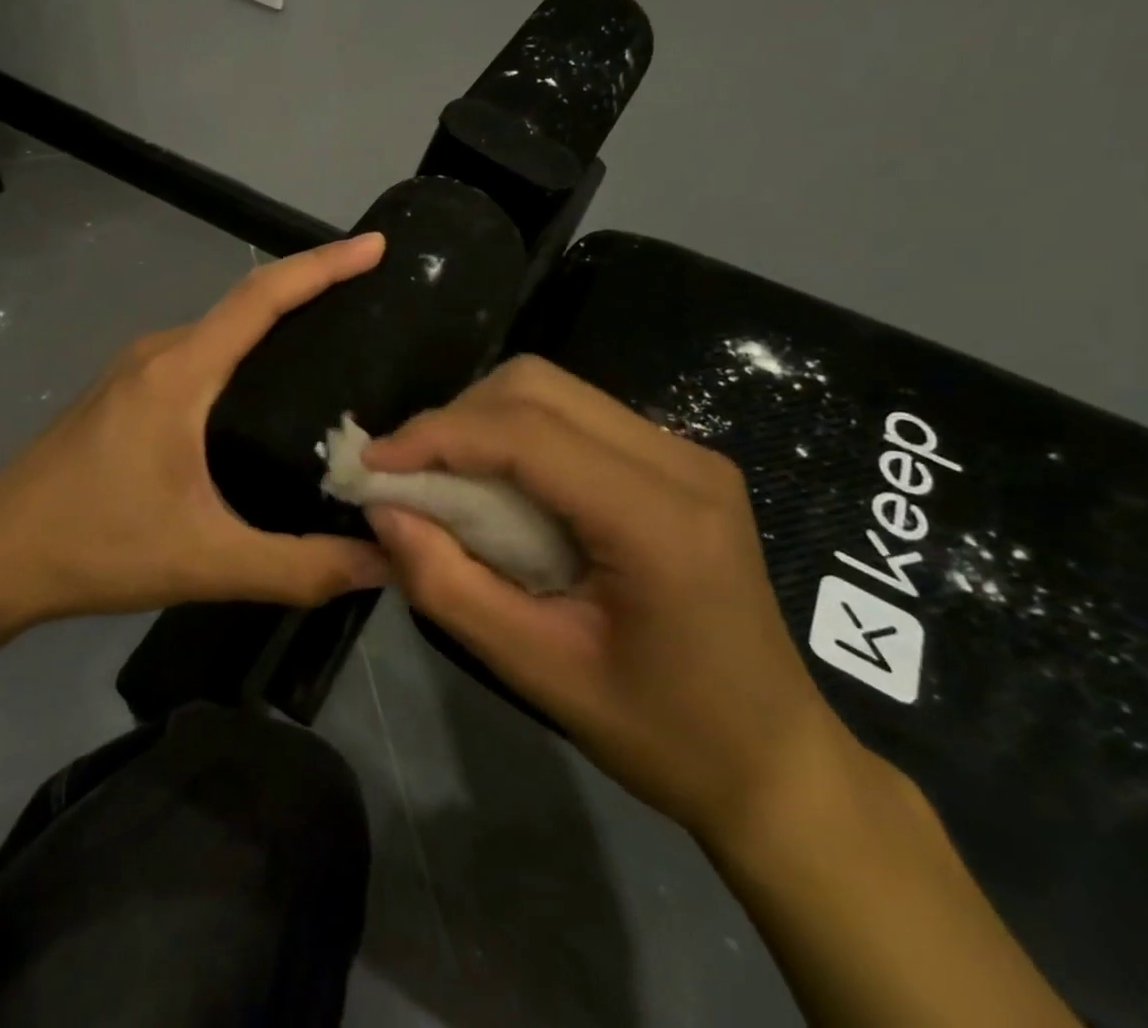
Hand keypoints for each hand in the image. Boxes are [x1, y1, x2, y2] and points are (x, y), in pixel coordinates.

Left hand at [0, 234, 391, 648]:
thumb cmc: (92, 547)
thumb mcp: (206, 562)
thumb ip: (299, 567)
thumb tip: (385, 563)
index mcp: (180, 372)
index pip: (262, 297)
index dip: (323, 265)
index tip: (375, 247)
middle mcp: (159, 353)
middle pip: (245, 305)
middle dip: (311, 293)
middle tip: (375, 309)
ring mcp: (136, 371)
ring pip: (220, 333)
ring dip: (275, 329)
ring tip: (338, 353)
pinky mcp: (125, 394)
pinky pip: (199, 358)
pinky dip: (243, 358)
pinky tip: (269, 399)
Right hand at [363, 356, 853, 846]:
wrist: (776, 760)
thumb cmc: (663, 733)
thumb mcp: (538, 672)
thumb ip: (448, 585)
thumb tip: (381, 510)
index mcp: (659, 520)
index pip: (526, 432)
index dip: (437, 435)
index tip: (371, 462)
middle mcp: (681, 462)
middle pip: (537, 387)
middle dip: (456, 418)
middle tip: (406, 473)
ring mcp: (686, 453)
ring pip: (553, 390)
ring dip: (482, 421)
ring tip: (441, 477)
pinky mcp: (678, 460)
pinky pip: (575, 414)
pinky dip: (515, 433)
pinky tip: (496, 481)